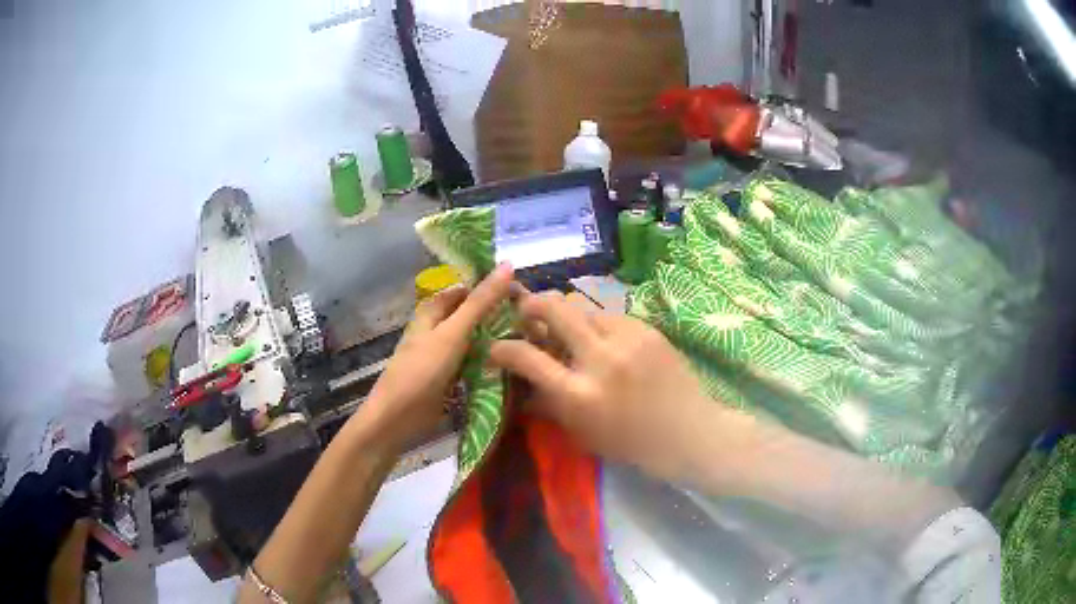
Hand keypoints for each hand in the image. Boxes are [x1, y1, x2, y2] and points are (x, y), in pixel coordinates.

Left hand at [360, 263, 513, 455]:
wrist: (398, 417)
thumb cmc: (422, 369)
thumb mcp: (453, 332)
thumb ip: (480, 302)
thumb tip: (507, 264)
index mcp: (433, 310)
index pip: (466, 288)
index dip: (491, 286)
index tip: (523, 290)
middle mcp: (438, 328)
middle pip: (472, 314)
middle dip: (497, 314)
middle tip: (533, 317)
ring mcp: (444, 354)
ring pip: (475, 339)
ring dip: (496, 339)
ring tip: (531, 337)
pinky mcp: (450, 377)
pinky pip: (474, 363)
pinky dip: (490, 361)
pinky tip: (514, 363)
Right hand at [490, 291, 734, 483]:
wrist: (688, 432)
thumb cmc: (631, 443)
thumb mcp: (582, 433)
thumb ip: (549, 405)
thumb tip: (521, 385)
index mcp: (579, 394)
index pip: (527, 357)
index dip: (503, 348)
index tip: (496, 347)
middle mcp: (600, 359)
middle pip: (555, 308)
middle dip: (532, 304)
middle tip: (526, 310)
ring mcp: (627, 339)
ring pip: (584, 307)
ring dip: (569, 315)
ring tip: (569, 329)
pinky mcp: (648, 329)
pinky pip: (612, 316)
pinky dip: (599, 325)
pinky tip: (604, 339)